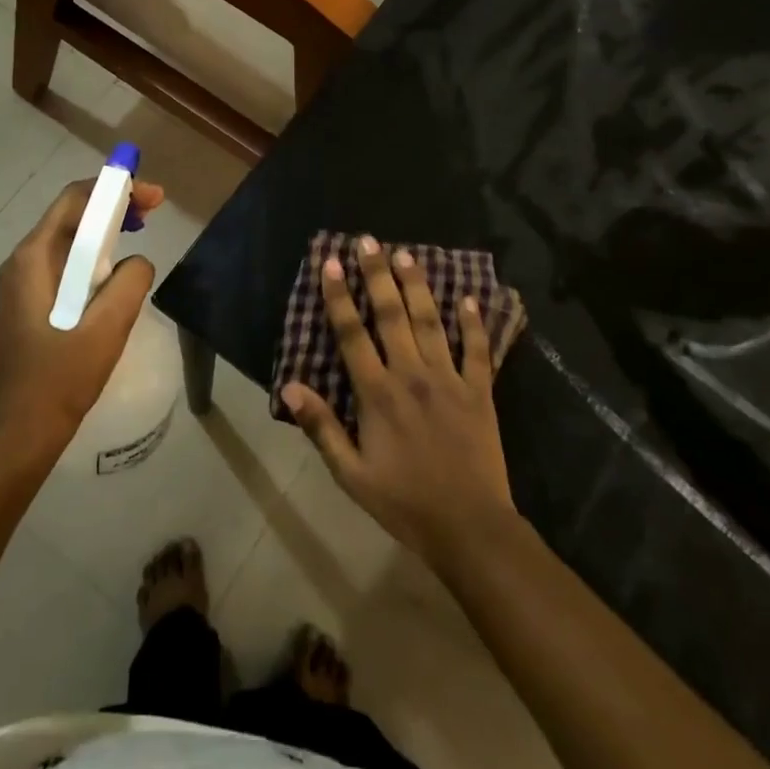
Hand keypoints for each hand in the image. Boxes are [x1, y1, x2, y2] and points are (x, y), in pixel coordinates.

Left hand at [0, 177, 165, 451]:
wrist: (19, 430)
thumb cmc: (60, 378)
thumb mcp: (107, 328)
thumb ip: (130, 282)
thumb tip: (137, 262)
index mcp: (33, 258)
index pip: (74, 200)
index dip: (115, 189)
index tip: (153, 197)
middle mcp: (23, 261)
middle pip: (71, 214)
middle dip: (113, 205)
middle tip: (154, 209)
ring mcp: (23, 282)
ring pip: (69, 238)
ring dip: (105, 229)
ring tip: (141, 230)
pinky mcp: (31, 301)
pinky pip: (66, 262)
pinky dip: (94, 254)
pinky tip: (116, 269)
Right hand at [282, 237, 516, 571]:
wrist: (469, 527)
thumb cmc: (403, 502)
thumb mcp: (351, 474)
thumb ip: (321, 427)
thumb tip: (290, 386)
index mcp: (377, 394)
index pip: (352, 334)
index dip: (338, 297)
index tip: (330, 263)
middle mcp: (412, 375)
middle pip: (392, 315)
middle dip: (376, 274)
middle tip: (368, 241)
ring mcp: (449, 380)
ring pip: (430, 322)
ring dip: (417, 286)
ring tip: (406, 254)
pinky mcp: (479, 391)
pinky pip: (476, 350)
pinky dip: (472, 323)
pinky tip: (468, 299)